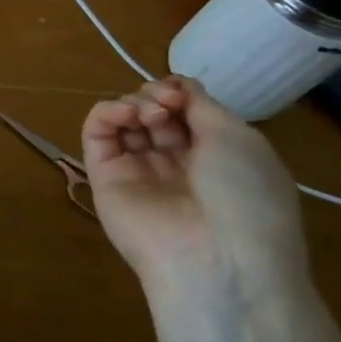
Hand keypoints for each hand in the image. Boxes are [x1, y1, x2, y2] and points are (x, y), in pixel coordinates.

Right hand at [81, 76, 308, 303]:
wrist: (215, 258)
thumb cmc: (244, 196)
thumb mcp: (239, 140)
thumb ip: (202, 105)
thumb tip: (177, 84)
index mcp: (217, 156)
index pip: (185, 110)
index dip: (180, 91)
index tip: (183, 91)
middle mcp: (176, 162)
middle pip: (154, 111)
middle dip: (158, 96)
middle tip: (168, 104)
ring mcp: (137, 169)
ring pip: (124, 120)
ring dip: (135, 103)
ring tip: (150, 114)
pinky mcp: (103, 176)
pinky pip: (96, 134)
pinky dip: (106, 114)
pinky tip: (125, 115)